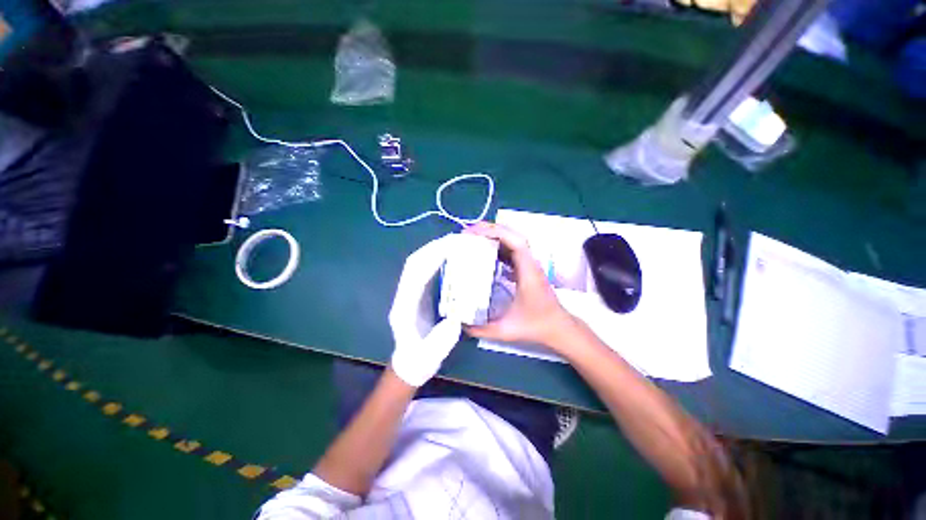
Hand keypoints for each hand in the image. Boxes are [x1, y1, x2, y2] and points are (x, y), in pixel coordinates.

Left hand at [389, 234, 463, 386]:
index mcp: (404, 308)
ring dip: (435, 251)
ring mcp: (410, 293)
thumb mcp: (430, 355)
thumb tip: (456, 319)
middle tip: (456, 239)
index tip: (449, 246)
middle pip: (415, 264)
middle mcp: (404, 295)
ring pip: (419, 265)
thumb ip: (441, 339)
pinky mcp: (418, 294)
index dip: (430, 258)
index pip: (414, 275)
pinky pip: (426, 271)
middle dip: (434, 248)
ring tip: (455, 243)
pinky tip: (451, 256)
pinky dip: (437, 260)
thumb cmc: (419, 360)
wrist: (410, 364)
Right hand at [463, 222, 576, 350]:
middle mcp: (529, 264)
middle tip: (468, 232)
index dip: (496, 233)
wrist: (558, 328)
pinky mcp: (527, 269)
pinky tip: (486, 252)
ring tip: (474, 238)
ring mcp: (529, 265)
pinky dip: (498, 247)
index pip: (515, 242)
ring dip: (494, 236)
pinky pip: (512, 252)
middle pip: (513, 236)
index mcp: (527, 272)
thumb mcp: (506, 330)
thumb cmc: (536, 326)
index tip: (475, 233)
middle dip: (490, 230)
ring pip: (513, 242)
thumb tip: (460, 324)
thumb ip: (481, 330)